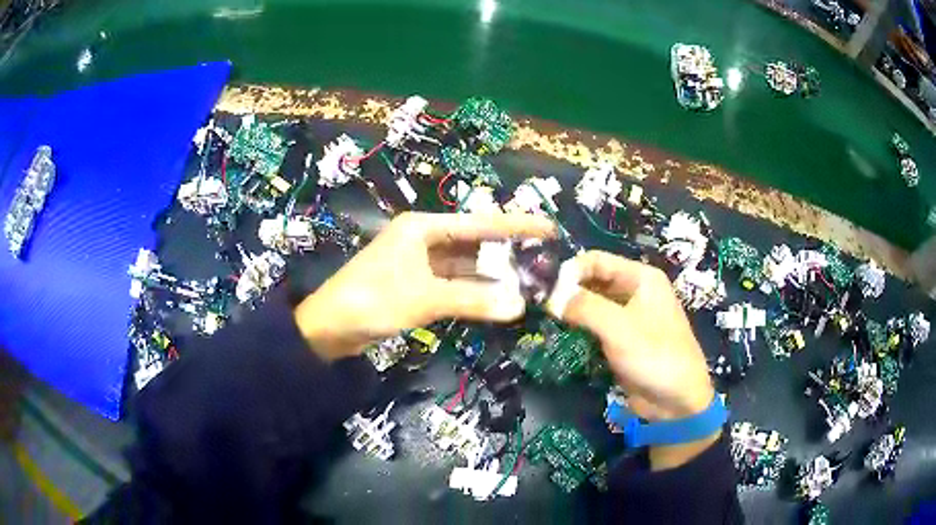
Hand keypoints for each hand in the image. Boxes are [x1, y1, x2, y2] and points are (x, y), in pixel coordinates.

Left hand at [294, 212, 554, 360]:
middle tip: (546, 258)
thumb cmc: (372, 300)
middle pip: (474, 243)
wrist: (329, 328)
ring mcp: (420, 264)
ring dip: (493, 276)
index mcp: (423, 228)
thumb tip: (520, 306)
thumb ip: (473, 301)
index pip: (479, 223)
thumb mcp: (424, 298)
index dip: (515, 225)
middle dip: (507, 252)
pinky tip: (499, 298)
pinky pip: (454, 285)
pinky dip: (474, 292)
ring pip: (465, 267)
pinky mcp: (416, 286)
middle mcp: (423, 240)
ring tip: (530, 281)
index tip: (549, 227)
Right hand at [553, 251, 716, 468]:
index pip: (596, 260)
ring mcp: (629, 315)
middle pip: (594, 279)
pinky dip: (580, 327)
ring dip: (572, 309)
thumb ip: (584, 307)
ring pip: (593, 303)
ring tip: (546, 319)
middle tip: (540, 306)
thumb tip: (550, 298)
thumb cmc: (655, 357)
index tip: (545, 291)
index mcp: (641, 278)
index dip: (570, 271)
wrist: (677, 401)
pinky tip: (562, 334)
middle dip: (568, 290)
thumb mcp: (619, 329)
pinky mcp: (623, 338)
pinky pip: (597, 324)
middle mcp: (635, 290)